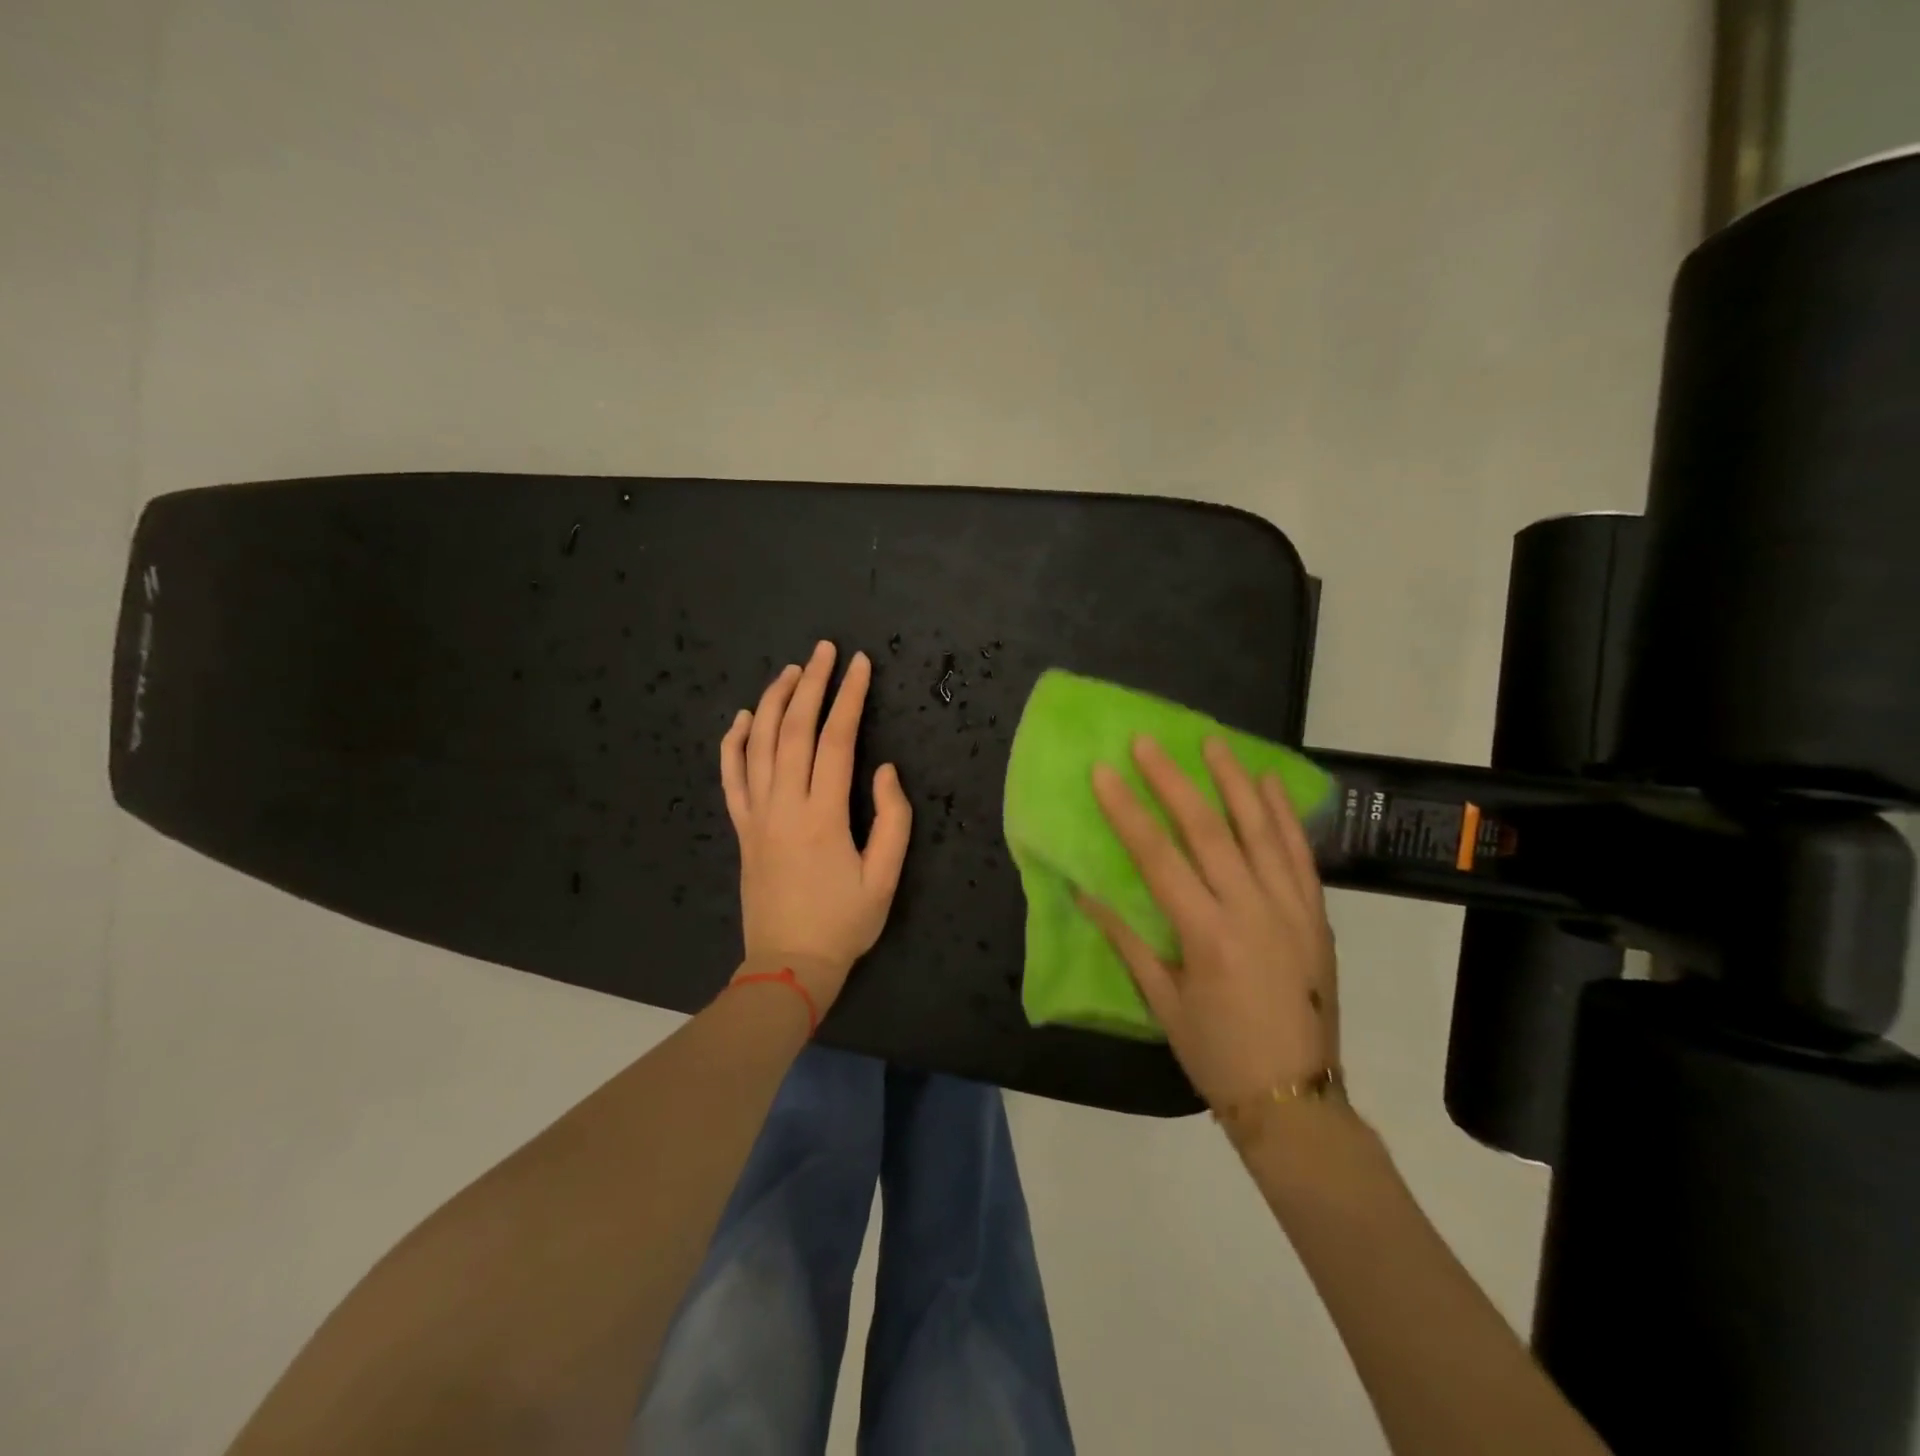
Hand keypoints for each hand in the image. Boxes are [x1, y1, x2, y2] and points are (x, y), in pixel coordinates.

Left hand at [720, 641, 911, 1011]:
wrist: (788, 965)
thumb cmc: (844, 924)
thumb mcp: (885, 878)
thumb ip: (892, 820)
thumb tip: (884, 770)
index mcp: (823, 815)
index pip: (835, 740)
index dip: (848, 698)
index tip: (858, 665)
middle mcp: (784, 805)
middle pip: (793, 730)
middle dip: (810, 684)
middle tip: (823, 650)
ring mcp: (756, 815)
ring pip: (758, 745)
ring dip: (772, 702)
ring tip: (789, 671)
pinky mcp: (741, 829)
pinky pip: (731, 777)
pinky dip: (733, 743)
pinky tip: (741, 718)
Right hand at [1081, 735, 1338, 1111]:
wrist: (1297, 1099)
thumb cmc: (1217, 1055)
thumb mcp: (1162, 1004)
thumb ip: (1127, 941)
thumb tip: (1084, 894)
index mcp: (1207, 936)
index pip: (1158, 857)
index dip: (1127, 811)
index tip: (1104, 773)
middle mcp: (1251, 911)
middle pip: (1208, 830)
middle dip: (1173, 780)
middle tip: (1146, 742)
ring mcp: (1291, 909)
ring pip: (1260, 830)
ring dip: (1233, 781)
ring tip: (1211, 742)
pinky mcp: (1316, 914)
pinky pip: (1300, 854)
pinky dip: (1283, 814)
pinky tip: (1269, 782)